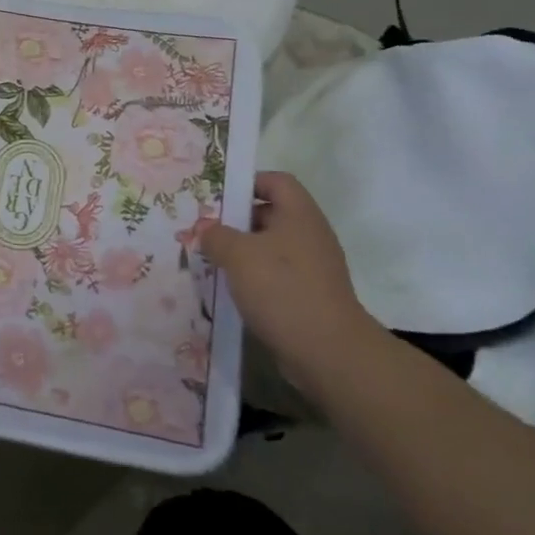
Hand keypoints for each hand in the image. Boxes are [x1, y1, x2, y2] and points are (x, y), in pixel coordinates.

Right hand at [199, 170, 380, 395]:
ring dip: (243, 254)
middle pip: (271, 214)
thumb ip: (216, 235)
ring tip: (212, 263)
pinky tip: (232, 292)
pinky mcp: (311, 297)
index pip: (276, 181)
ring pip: (272, 248)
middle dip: (237, 221)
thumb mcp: (238, 255)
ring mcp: (314, 268)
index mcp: (299, 214)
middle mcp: (310, 235)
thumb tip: (205, 228)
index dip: (248, 183)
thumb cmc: (282, 289)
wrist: (329, 353)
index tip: (218, 198)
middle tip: (206, 232)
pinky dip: (256, 280)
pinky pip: (278, 277)